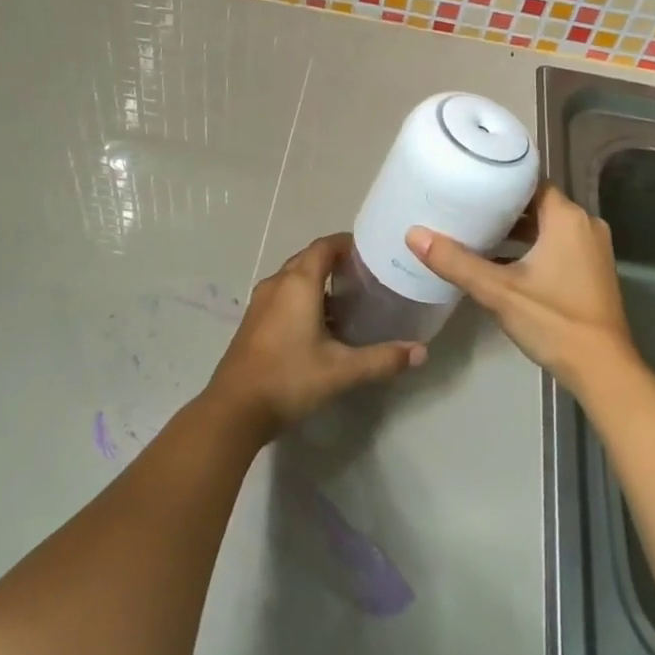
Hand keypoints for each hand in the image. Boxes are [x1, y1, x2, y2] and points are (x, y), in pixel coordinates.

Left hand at [205, 234, 424, 438]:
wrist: (233, 411)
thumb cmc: (289, 379)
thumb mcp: (342, 370)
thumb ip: (382, 359)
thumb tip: (421, 352)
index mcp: (298, 283)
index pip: (325, 246)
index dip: (347, 244)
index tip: (371, 253)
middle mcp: (277, 283)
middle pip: (309, 259)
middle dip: (336, 262)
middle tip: (365, 277)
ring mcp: (261, 302)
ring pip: (294, 278)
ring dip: (319, 282)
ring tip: (348, 300)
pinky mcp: (253, 321)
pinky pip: (283, 295)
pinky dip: (303, 298)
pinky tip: (320, 325)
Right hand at [405, 184, 634, 392]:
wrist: (604, 371)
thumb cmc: (554, 321)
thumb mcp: (499, 291)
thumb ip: (456, 262)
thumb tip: (414, 235)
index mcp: (567, 218)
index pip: (530, 182)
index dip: (501, 179)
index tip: (471, 180)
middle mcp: (585, 225)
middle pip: (537, 203)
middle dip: (503, 207)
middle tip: (466, 206)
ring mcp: (592, 248)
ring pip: (548, 226)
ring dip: (517, 230)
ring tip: (478, 231)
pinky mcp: (592, 270)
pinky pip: (558, 244)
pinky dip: (533, 247)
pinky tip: (502, 261)